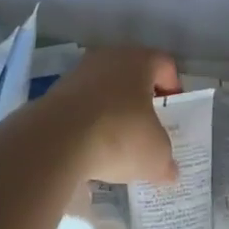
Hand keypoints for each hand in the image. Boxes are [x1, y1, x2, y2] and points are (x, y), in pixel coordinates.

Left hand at [37, 46, 181, 184]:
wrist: (57, 140)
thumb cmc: (119, 135)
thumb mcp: (155, 155)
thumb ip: (166, 160)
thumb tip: (169, 171)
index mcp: (139, 61)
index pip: (165, 64)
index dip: (173, 88)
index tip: (171, 114)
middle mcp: (109, 57)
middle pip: (132, 73)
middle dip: (141, 98)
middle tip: (148, 126)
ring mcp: (78, 72)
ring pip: (105, 86)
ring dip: (113, 108)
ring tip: (117, 139)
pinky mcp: (55, 91)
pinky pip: (82, 102)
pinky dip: (89, 119)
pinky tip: (91, 144)